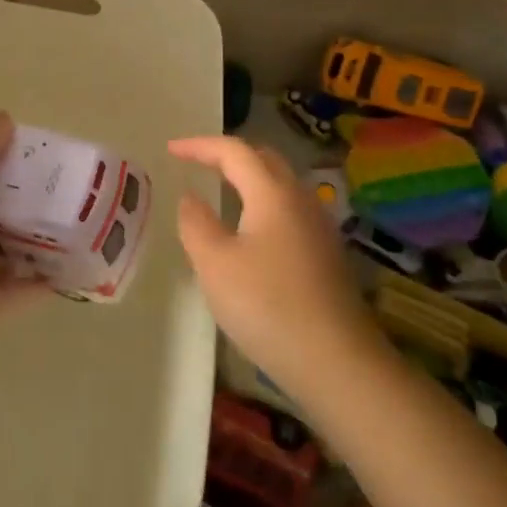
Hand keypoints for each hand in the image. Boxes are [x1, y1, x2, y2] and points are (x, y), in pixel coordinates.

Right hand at [168, 135, 379, 393]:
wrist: (335, 360)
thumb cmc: (266, 305)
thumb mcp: (215, 264)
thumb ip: (196, 223)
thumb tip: (190, 198)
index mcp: (272, 193)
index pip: (234, 151)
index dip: (200, 146)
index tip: (170, 149)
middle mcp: (300, 200)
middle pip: (264, 160)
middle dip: (228, 155)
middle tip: (197, 163)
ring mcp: (318, 227)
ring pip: (280, 186)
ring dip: (248, 179)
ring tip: (220, 191)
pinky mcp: (325, 254)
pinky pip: (288, 211)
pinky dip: (262, 204)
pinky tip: (249, 232)